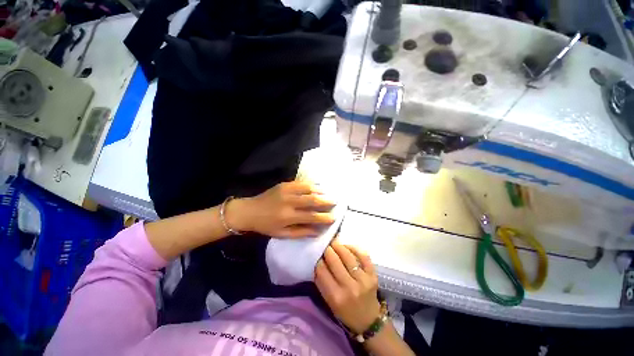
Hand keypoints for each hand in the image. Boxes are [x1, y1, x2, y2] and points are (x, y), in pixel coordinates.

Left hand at [229, 182, 335, 237]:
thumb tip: (318, 231)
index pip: (311, 217)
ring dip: (320, 192)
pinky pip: (301, 183)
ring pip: (308, 189)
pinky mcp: (284, 184)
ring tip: (328, 194)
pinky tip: (317, 187)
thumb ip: (301, 232)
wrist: (249, 210)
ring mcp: (286, 190)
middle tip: (335, 202)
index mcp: (288, 216)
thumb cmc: (266, 225)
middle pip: (312, 200)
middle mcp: (289, 202)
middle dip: (326, 202)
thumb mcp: (282, 234)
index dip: (324, 218)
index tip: (334, 218)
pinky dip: (311, 185)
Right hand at [315, 240, 380, 333]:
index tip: (316, 253)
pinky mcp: (373, 275)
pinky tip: (347, 246)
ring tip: (334, 242)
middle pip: (334, 261)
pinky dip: (354, 248)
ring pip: (348, 256)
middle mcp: (349, 287)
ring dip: (339, 246)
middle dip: (327, 249)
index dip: (318, 259)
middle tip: (325, 244)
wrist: (368, 320)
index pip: (322, 271)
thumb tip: (317, 260)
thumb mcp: (329, 301)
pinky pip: (363, 256)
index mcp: (336, 296)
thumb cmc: (345, 312)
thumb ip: (322, 282)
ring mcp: (363, 280)